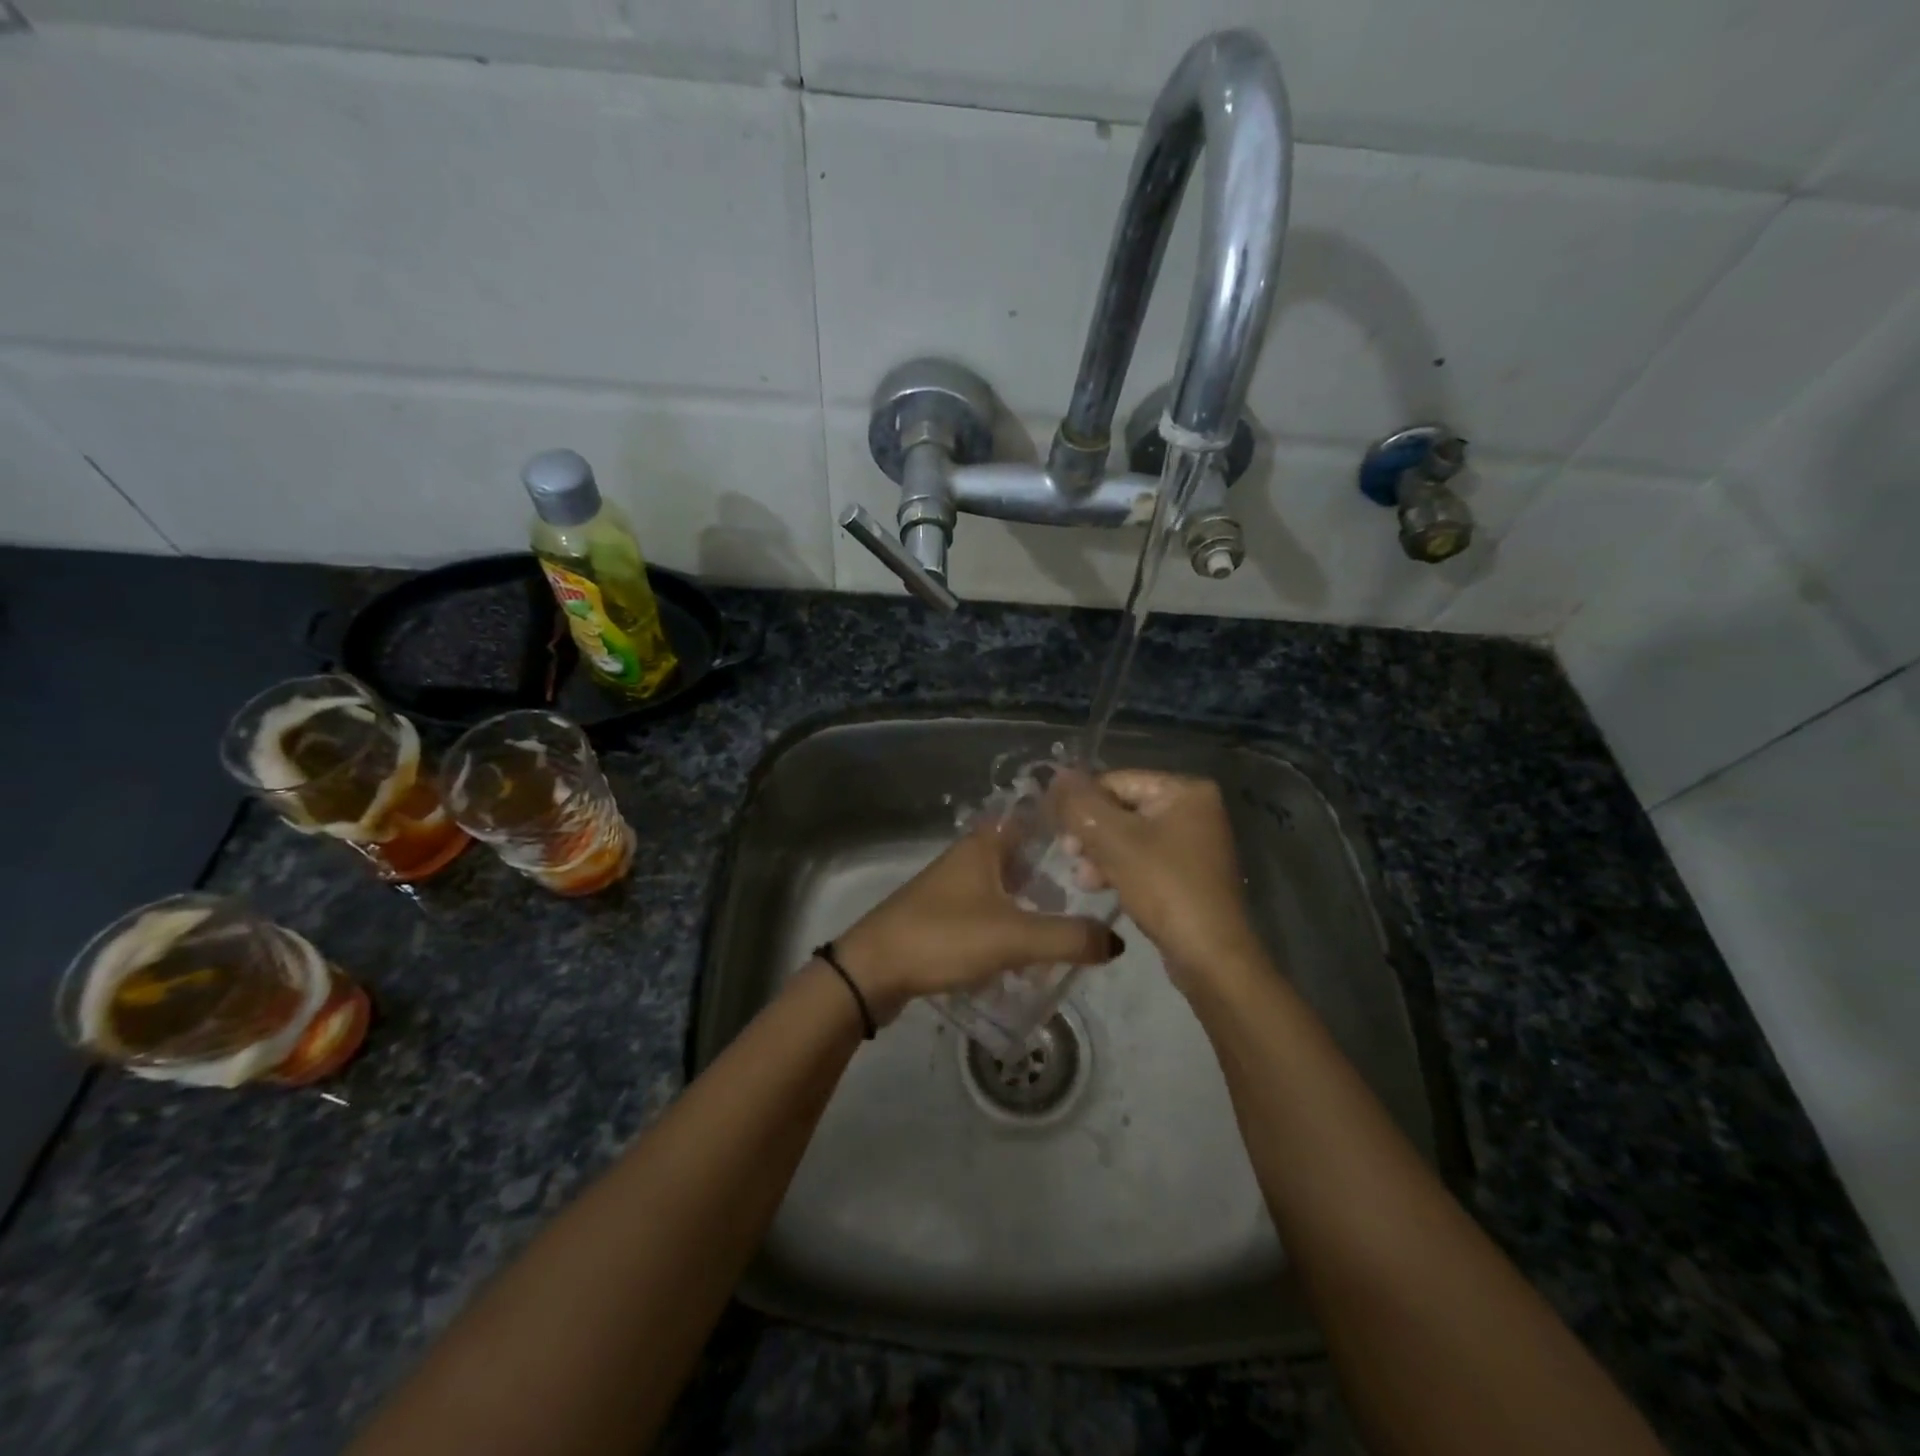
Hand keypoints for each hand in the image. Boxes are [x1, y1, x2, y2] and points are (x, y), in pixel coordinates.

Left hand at [832, 818, 1123, 1023]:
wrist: (873, 970)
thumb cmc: (944, 937)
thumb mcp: (1014, 937)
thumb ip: (1069, 938)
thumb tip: (1116, 942)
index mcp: (987, 843)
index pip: (1037, 818)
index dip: (1071, 828)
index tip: (1106, 847)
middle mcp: (971, 855)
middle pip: (1028, 856)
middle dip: (1060, 875)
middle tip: (1098, 897)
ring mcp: (955, 885)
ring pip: (1010, 887)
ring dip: (1037, 904)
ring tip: (1072, 930)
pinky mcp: (945, 915)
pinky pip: (992, 912)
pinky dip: (1013, 926)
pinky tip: (1030, 953)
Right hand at [1049, 769, 1265, 991]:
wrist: (1209, 956)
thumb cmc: (1164, 887)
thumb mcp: (1114, 840)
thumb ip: (1081, 804)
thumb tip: (1057, 774)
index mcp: (1185, 790)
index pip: (1116, 781)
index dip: (1082, 804)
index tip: (1059, 833)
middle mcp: (1194, 809)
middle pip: (1122, 808)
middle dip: (1091, 833)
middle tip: (1069, 856)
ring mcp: (1193, 842)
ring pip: (1128, 835)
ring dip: (1100, 854)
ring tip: (1084, 879)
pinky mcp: (1187, 872)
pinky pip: (1142, 858)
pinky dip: (1119, 868)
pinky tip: (1100, 887)